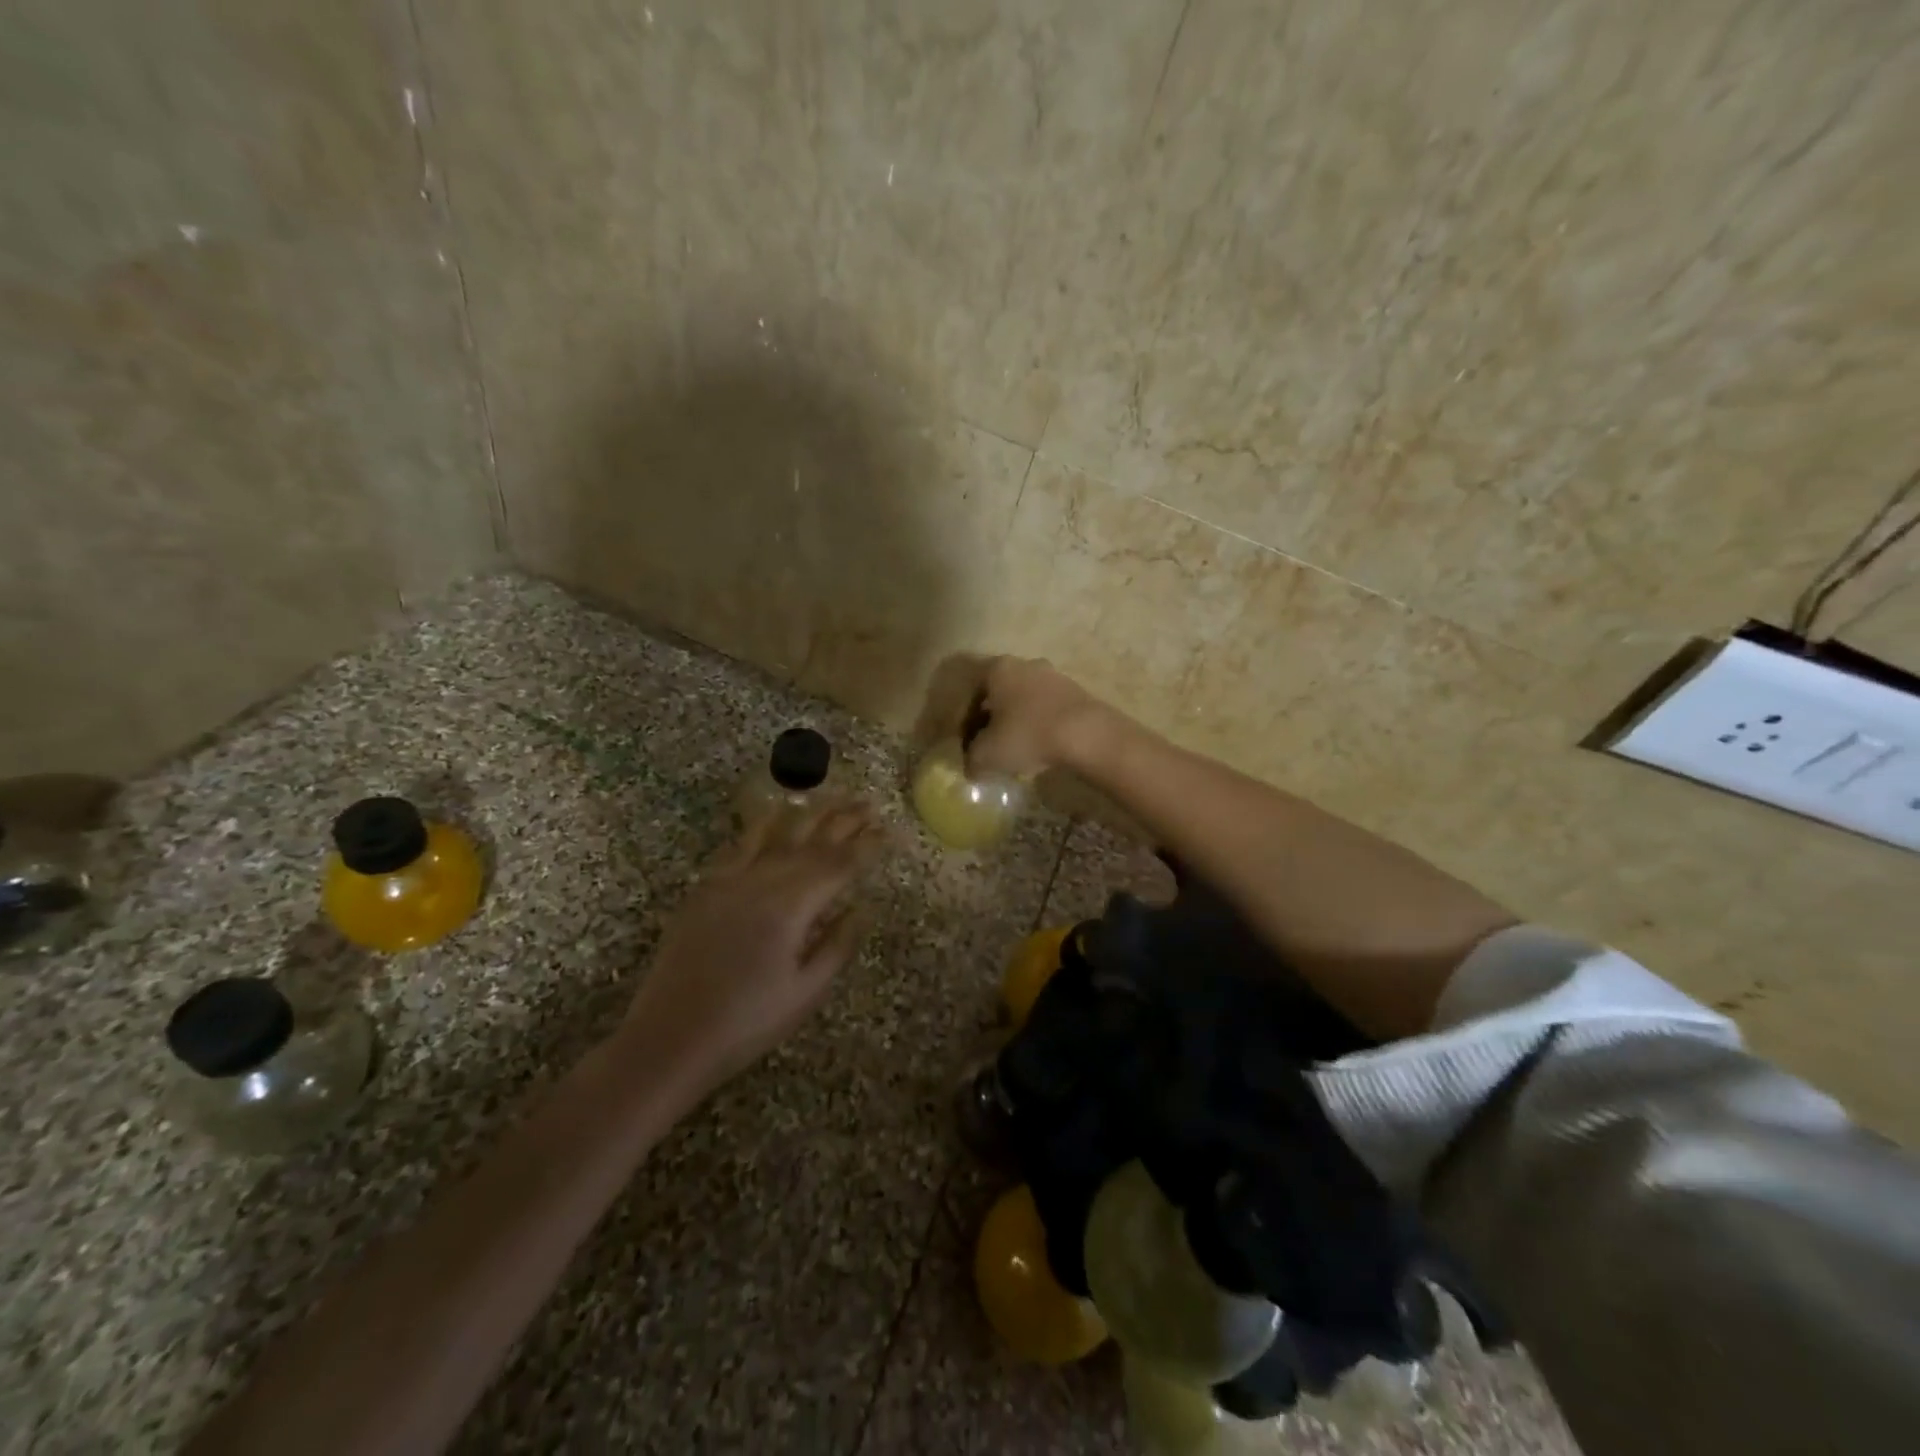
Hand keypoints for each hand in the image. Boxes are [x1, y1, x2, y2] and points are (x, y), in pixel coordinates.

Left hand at [626, 799, 884, 1094]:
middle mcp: (762, 881)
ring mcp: (729, 881)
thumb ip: (839, 944)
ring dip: (807, 813)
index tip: (888, 830)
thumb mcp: (807, 992)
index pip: (839, 865)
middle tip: (867, 804)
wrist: (669, 1038)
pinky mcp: (705, 888)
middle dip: (842, 820)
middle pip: (810, 841)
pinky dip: (761, 826)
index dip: (866, 846)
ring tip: (830, 798)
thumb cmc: (748, 1022)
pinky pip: (739, 846)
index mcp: (791, 907)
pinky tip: (773, 814)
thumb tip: (864, 907)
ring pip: (776, 834)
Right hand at [967, 657, 1115, 777]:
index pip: (970, 692)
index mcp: (997, 669)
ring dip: (1015, 722)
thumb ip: (971, 759)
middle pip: (997, 693)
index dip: (963, 720)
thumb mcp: (988, 754)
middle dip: (989, 720)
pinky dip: (1038, 725)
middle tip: (988, 747)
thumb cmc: (1027, 735)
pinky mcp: (1076, 691)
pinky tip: (1040, 747)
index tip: (966, 745)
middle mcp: (1024, 664)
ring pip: (1023, 700)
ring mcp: (1053, 675)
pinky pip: (1046, 708)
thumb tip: (971, 767)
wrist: (1087, 734)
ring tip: (1015, 750)